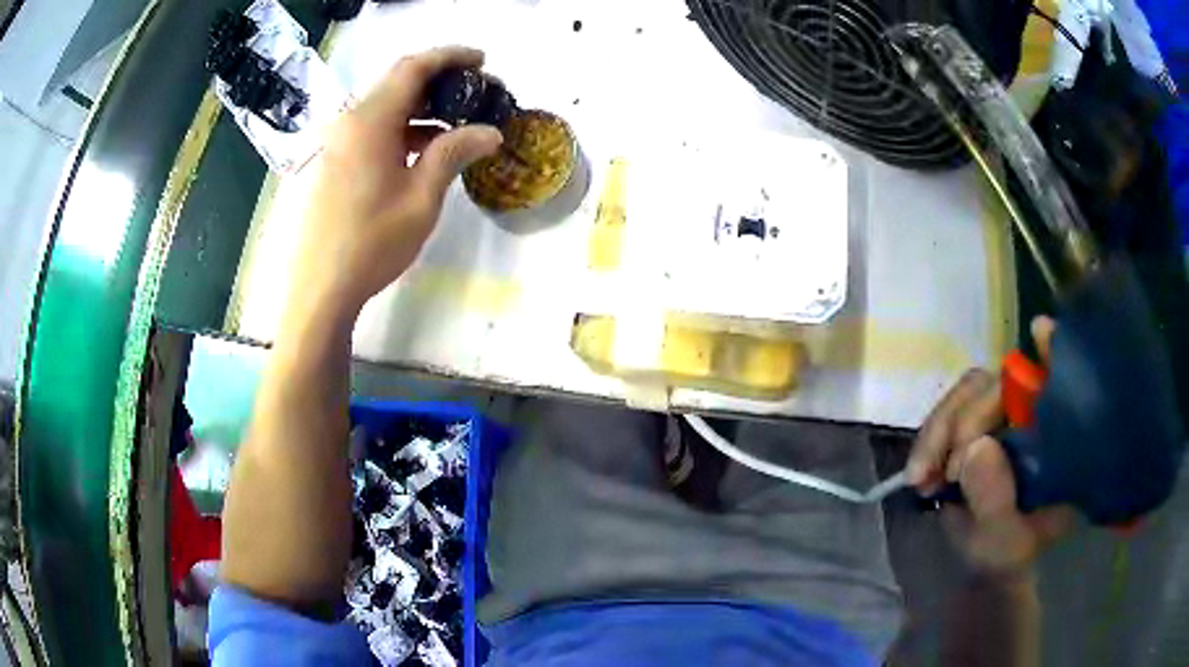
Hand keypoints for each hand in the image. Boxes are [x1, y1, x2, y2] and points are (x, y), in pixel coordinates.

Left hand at [293, 46, 502, 313]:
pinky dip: (405, 129)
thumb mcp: (422, 197)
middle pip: (399, 83)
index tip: (484, 61)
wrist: (321, 287)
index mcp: (370, 121)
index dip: (451, 57)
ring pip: (388, 107)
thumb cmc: (372, 243)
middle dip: (441, 82)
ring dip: (424, 108)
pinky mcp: (337, 161)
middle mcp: (351, 122)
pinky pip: (376, 130)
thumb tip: (490, 131)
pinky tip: (430, 148)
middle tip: (479, 94)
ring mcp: (340, 142)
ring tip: (462, 122)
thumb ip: (453, 153)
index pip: (414, 68)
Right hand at [907, 316, 1072, 573]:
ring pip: (971, 391)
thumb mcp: (1002, 544)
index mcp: (1060, 442)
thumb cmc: (1005, 558)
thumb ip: (995, 502)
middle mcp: (1036, 417)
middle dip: (964, 421)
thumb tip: (975, 447)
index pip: (1061, 383)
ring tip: (920, 477)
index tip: (1039, 334)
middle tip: (938, 472)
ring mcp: (1005, 416)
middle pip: (1002, 383)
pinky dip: (931, 435)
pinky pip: (952, 409)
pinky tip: (919, 470)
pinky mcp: (978, 422)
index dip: (1053, 353)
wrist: (985, 566)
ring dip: (939, 430)